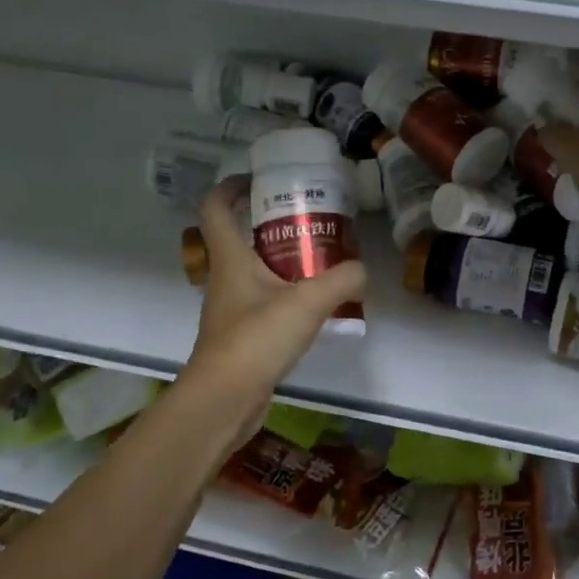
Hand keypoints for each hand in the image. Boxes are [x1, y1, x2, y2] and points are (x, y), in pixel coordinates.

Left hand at [182, 178, 368, 403]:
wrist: (225, 400)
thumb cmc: (256, 339)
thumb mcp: (308, 302)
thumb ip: (343, 280)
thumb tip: (362, 271)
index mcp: (231, 258)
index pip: (216, 207)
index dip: (231, 186)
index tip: (260, 179)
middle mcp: (226, 277)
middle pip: (241, 236)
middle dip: (273, 221)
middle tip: (310, 217)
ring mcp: (233, 307)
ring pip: (256, 269)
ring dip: (284, 259)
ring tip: (323, 257)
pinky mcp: (243, 334)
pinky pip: (267, 300)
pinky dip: (289, 293)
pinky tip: (318, 303)